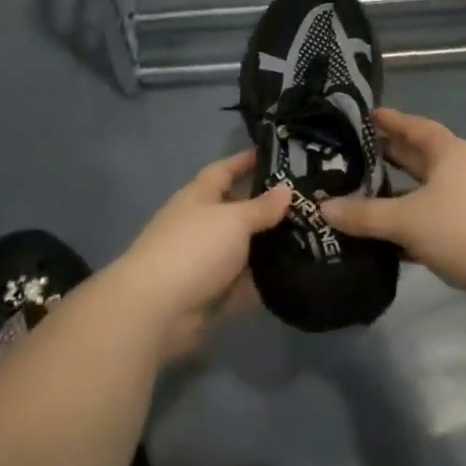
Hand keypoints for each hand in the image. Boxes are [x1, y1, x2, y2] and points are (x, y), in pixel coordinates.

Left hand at [108, 150, 292, 360]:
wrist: (156, 310)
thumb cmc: (194, 248)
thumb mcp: (233, 220)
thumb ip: (261, 207)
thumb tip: (286, 190)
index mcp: (199, 196)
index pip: (225, 170)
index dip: (246, 161)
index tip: (275, 155)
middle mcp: (201, 224)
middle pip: (237, 209)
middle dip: (266, 206)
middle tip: (305, 202)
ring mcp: (205, 260)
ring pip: (243, 247)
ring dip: (269, 245)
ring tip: (309, 238)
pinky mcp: (211, 293)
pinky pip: (243, 282)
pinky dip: (263, 279)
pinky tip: (295, 275)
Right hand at [322, 107, 465, 299]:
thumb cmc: (464, 228)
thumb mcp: (407, 220)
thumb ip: (364, 215)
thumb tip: (323, 207)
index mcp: (448, 151)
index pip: (413, 126)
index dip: (389, 120)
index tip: (364, 116)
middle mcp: (460, 168)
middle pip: (418, 155)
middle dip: (388, 155)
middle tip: (352, 155)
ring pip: (426, 189)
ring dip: (399, 191)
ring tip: (363, 194)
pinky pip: (434, 216)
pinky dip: (413, 221)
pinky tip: (389, 237)